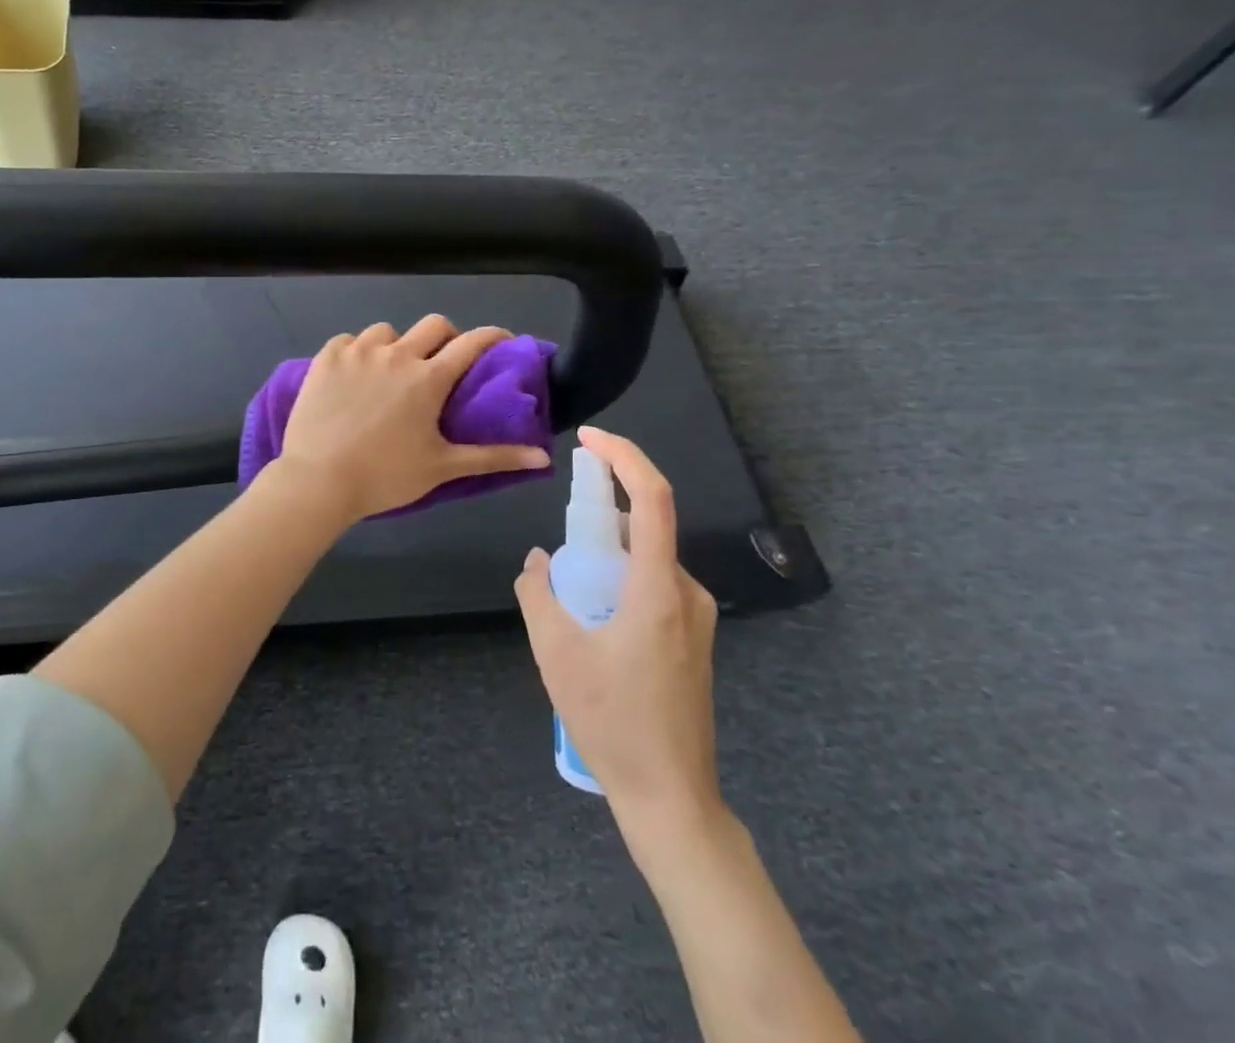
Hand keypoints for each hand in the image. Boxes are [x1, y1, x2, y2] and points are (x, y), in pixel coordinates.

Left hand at [274, 315, 550, 523]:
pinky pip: (349, 340)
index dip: (493, 336)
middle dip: (446, 337)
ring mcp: (359, 352)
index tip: (503, 341)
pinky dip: (358, 351)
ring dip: (398, 345)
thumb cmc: (385, 476)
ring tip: (391, 371)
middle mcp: (397, 354)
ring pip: (387, 331)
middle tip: (442, 362)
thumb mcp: (442, 467)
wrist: (318, 479)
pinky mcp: (327, 357)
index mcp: (429, 378)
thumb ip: (494, 457)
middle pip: (434, 325)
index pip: (473, 343)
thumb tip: (544, 457)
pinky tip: (354, 374)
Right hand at [515, 427, 723, 846]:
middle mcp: (687, 593)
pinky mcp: (694, 638)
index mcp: (659, 589)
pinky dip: (621, 579)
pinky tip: (593, 619)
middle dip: (601, 516)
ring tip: (570, 595)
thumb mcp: (555, 652)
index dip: (625, 457)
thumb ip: (538, 593)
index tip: (590, 439)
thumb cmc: (612, 721)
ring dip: (607, 555)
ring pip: (647, 559)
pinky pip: (654, 585)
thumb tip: (538, 560)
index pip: (653, 499)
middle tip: (561, 540)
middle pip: (646, 527)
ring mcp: (696, 617)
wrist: (671, 796)